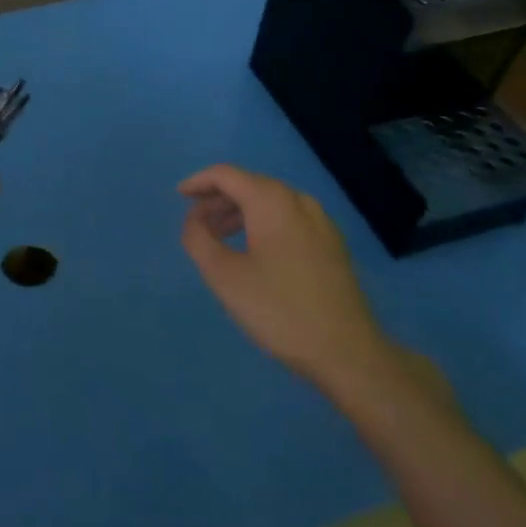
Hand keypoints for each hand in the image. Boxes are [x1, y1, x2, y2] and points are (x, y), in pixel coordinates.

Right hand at [178, 164, 406, 401]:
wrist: (346, 351)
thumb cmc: (278, 309)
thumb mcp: (224, 276)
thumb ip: (199, 239)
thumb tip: (194, 220)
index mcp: (272, 202)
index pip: (227, 175)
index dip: (199, 182)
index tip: (179, 196)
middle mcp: (299, 202)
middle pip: (250, 185)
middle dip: (218, 199)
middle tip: (196, 223)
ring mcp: (321, 223)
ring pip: (271, 203)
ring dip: (240, 213)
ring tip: (220, 238)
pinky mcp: (332, 245)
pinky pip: (289, 219)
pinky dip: (263, 224)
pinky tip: (255, 251)